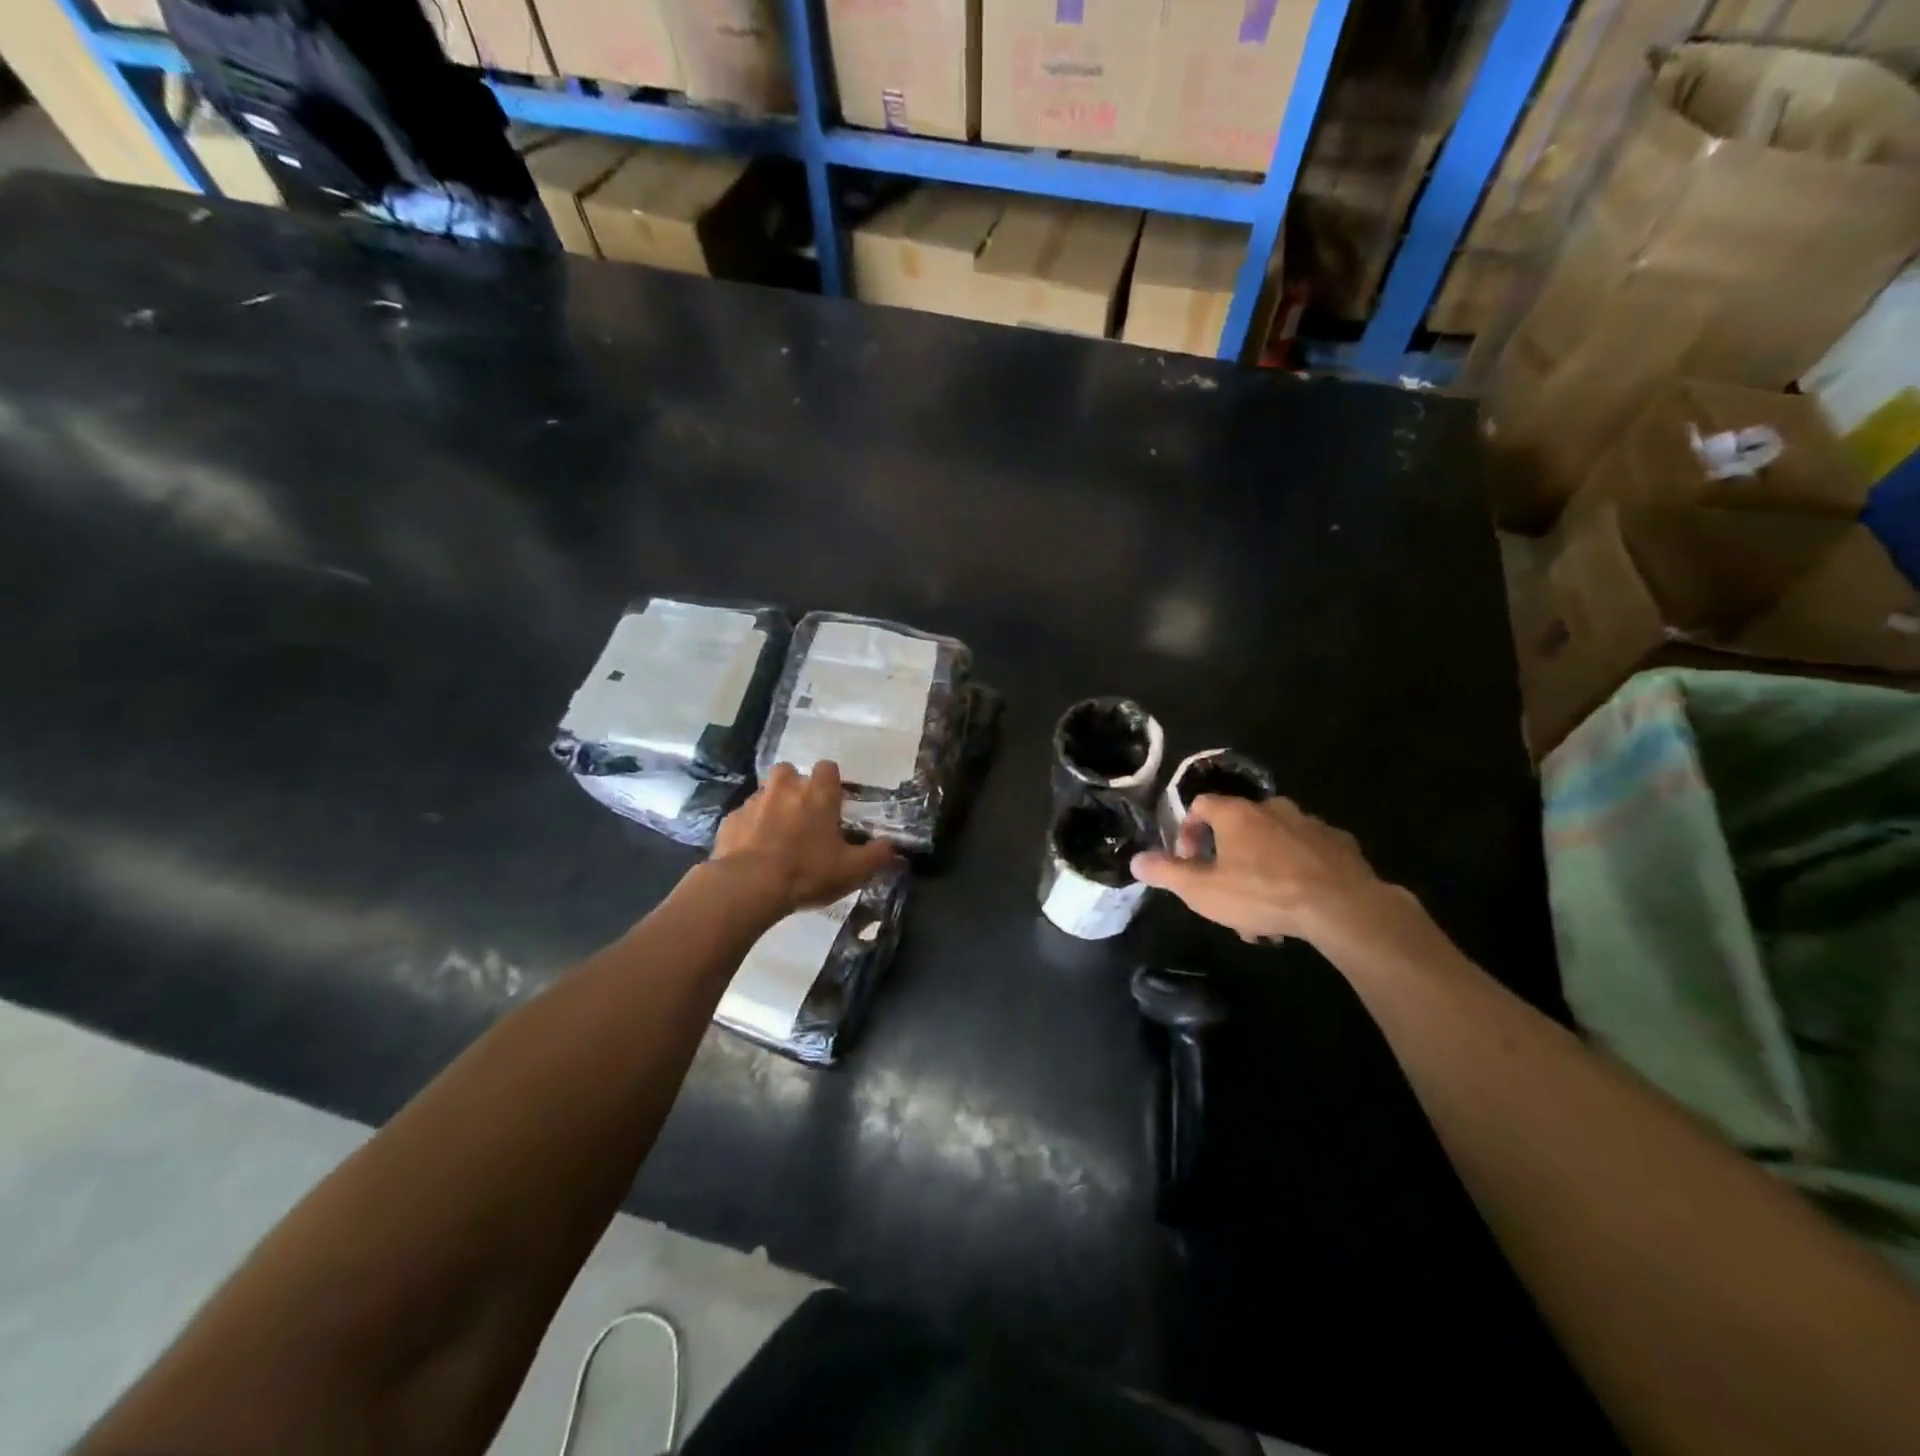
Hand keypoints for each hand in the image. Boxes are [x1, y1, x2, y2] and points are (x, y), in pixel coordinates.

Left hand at [711, 762, 899, 916]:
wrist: (749, 886)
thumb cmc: (807, 871)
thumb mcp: (852, 870)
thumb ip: (877, 856)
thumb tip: (894, 848)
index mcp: (818, 793)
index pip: (828, 768)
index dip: (831, 783)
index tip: (833, 803)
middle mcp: (785, 787)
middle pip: (790, 773)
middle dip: (795, 788)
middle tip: (803, 817)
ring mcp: (753, 801)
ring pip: (765, 794)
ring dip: (772, 808)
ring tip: (777, 838)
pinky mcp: (730, 820)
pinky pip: (744, 817)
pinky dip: (749, 829)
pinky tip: (753, 852)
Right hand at [1131, 796, 1394, 945]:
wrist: (1342, 907)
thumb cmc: (1263, 893)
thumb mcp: (1203, 890)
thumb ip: (1167, 873)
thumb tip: (1136, 860)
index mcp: (1236, 813)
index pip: (1201, 805)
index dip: (1188, 831)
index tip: (1189, 862)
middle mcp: (1272, 808)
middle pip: (1239, 824)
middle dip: (1228, 857)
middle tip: (1228, 891)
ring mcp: (1309, 823)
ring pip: (1274, 841)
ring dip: (1263, 866)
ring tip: (1264, 909)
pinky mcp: (1340, 843)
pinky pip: (1308, 852)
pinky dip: (1297, 869)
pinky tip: (1298, 900)